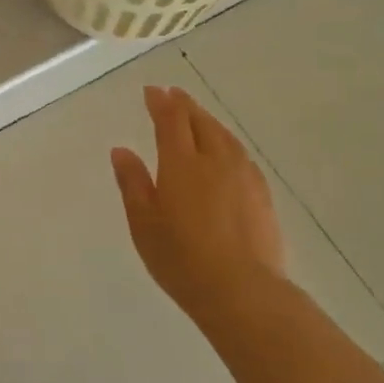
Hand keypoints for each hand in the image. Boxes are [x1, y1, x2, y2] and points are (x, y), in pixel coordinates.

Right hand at [111, 86, 286, 329]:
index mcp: (181, 163)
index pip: (171, 120)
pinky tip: (226, 152)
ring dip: (207, 120)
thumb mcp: (143, 223)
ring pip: (224, 136)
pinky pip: (241, 154)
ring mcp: (243, 176)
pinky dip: (227, 142)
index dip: (160, 102)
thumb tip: (122, 150)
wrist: (242, 291)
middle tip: (172, 95)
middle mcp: (215, 160)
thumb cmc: (181, 258)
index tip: (152, 90)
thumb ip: (132, 183)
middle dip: (184, 105)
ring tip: (197, 117)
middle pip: (200, 122)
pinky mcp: (262, 194)